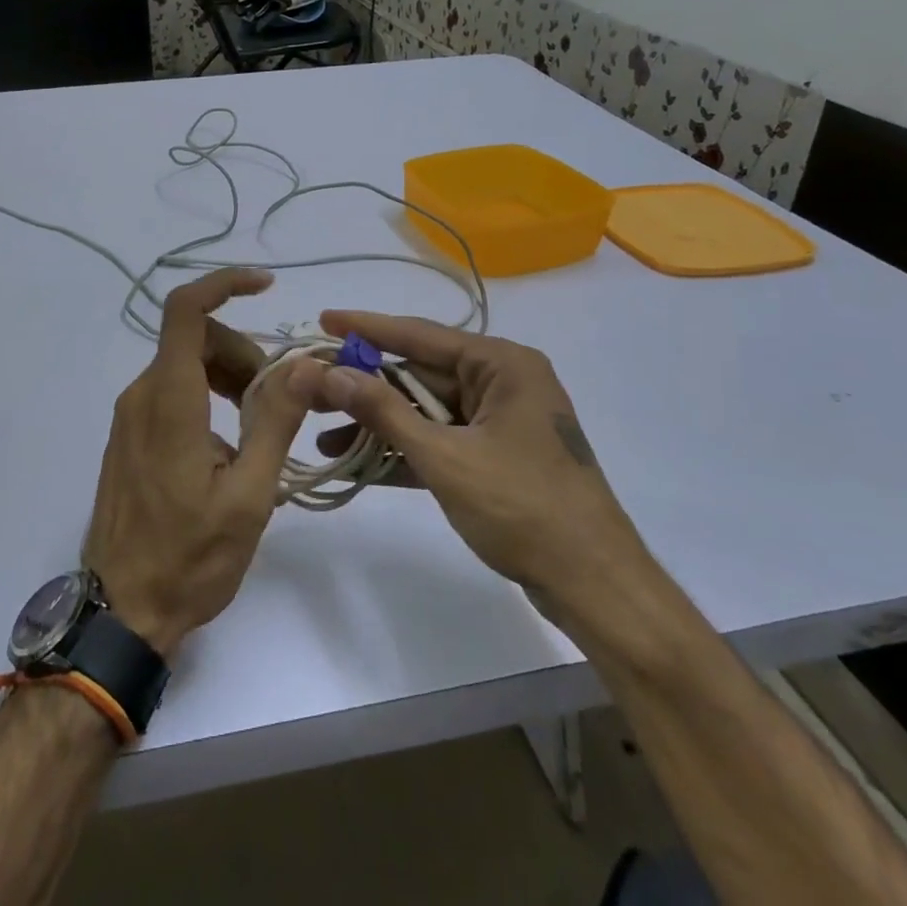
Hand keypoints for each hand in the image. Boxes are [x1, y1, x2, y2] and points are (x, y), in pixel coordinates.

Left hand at [83, 269, 309, 657]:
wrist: (122, 611)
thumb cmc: (190, 558)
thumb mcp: (249, 494)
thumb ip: (276, 422)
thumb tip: (306, 364)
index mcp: (170, 399)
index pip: (186, 310)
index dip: (225, 284)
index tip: (267, 286)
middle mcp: (143, 395)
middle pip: (195, 338)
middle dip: (243, 352)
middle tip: (278, 398)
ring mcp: (131, 416)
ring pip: (185, 364)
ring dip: (228, 375)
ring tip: (260, 426)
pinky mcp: (130, 436)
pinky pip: (171, 391)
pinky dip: (207, 395)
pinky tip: (230, 444)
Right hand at [296, 311, 652, 634]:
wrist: (595, 587)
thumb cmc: (523, 508)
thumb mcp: (444, 456)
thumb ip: (383, 411)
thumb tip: (328, 373)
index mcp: (501, 365)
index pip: (420, 336)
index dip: (367, 328)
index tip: (323, 319)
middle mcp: (501, 383)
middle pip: (418, 374)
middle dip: (364, 386)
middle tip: (311, 387)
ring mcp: (498, 422)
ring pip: (424, 410)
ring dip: (378, 424)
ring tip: (321, 432)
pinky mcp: (494, 458)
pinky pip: (438, 441)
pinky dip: (402, 450)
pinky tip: (355, 461)